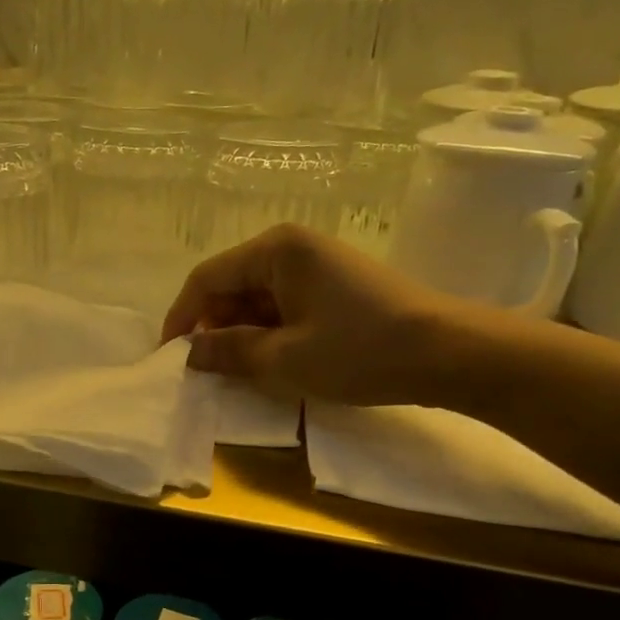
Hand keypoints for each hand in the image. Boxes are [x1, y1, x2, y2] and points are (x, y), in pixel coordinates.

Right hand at [161, 224, 468, 405]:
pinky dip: (270, 332)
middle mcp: (292, 246)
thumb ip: (228, 353)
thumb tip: (188, 354)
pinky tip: (276, 362)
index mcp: (275, 250)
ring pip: (257, 298)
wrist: (449, 353)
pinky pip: (284, 305)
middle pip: (231, 286)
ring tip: (242, 373)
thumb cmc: (360, 350)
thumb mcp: (285, 358)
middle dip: (214, 328)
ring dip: (243, 334)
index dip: (182, 319)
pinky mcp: (334, 284)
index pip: (206, 279)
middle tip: (209, 372)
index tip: (170, 358)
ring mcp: (316, 264)